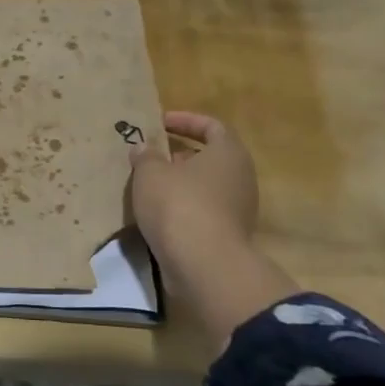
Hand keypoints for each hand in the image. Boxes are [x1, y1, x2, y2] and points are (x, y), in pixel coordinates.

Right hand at [130, 111, 295, 344]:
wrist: (204, 264)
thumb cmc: (178, 205)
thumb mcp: (150, 173)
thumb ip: (145, 156)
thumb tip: (144, 148)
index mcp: (228, 153)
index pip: (212, 126)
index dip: (186, 121)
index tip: (160, 123)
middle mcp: (240, 177)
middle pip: (210, 157)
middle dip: (179, 154)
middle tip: (150, 156)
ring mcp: (238, 209)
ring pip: (206, 186)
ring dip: (179, 183)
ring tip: (148, 185)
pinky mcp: (228, 235)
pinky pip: (203, 211)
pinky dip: (182, 207)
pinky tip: (157, 213)